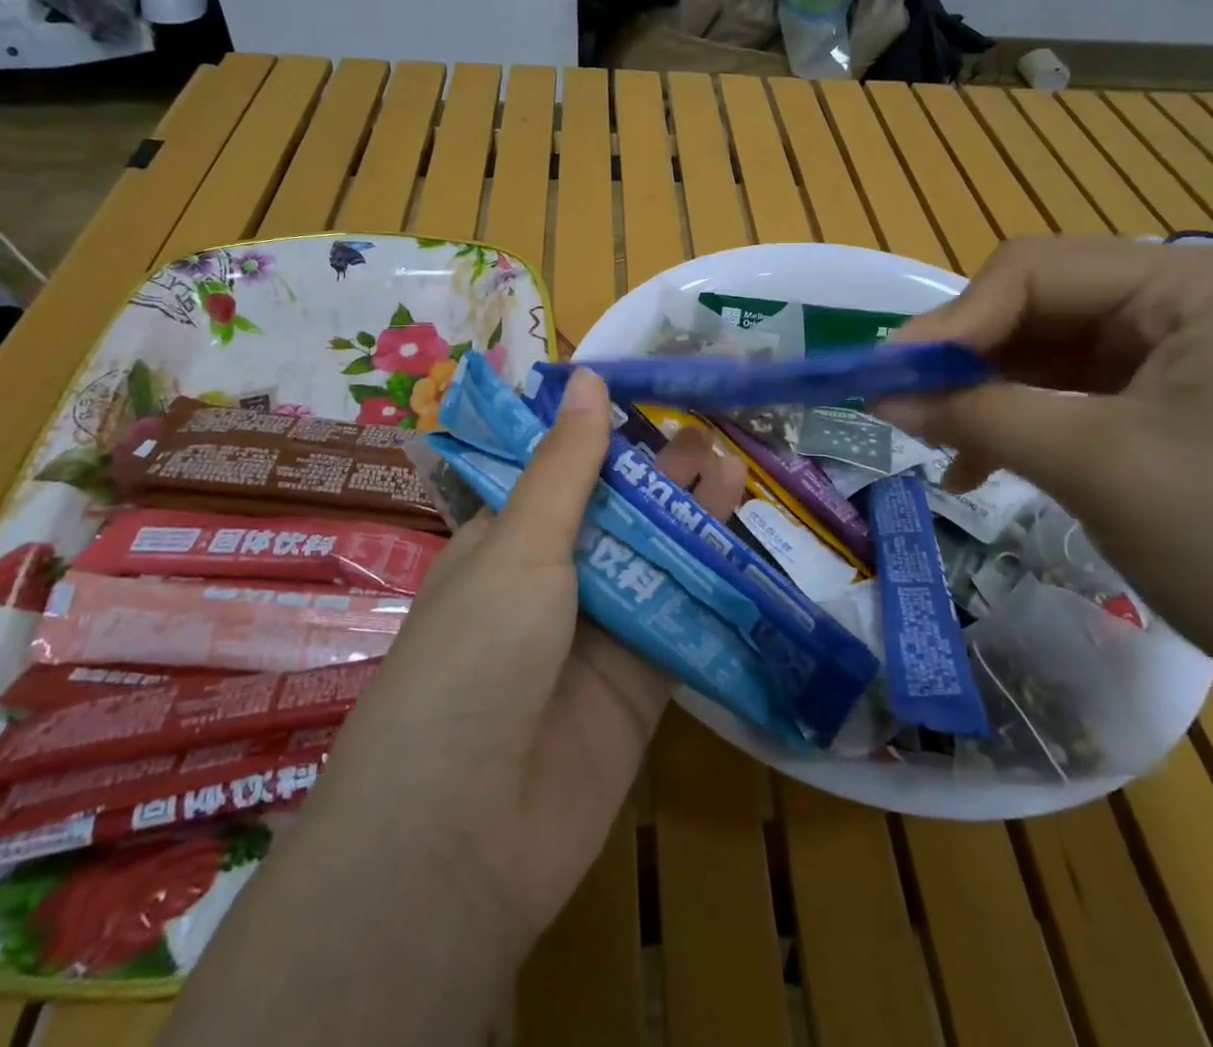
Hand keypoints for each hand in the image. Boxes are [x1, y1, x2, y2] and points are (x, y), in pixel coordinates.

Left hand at [318, 370, 746, 960]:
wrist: (467, 833)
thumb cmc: (476, 655)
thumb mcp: (520, 545)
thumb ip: (567, 467)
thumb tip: (587, 379)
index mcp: (505, 544)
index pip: (561, 475)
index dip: (605, 439)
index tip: (651, 401)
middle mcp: (549, 584)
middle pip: (615, 516)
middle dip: (659, 478)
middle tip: (710, 435)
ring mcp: (596, 636)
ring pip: (653, 564)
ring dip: (691, 522)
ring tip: (734, 471)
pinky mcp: (639, 687)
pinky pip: (681, 623)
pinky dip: (712, 587)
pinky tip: (745, 546)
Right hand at [876, 235, 1212, 712]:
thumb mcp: (1097, 466)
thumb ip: (979, 414)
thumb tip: (879, 392)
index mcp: (1191, 283)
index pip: (1034, 271)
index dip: (952, 321)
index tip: (885, 377)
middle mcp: (1186, 302)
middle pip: (1037, 308)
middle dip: (965, 360)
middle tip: (900, 408)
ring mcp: (1182, 357)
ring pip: (1045, 355)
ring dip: (984, 397)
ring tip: (934, 444)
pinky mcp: (1173, 408)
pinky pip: (1070, 397)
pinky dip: (1018, 425)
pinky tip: (978, 466)